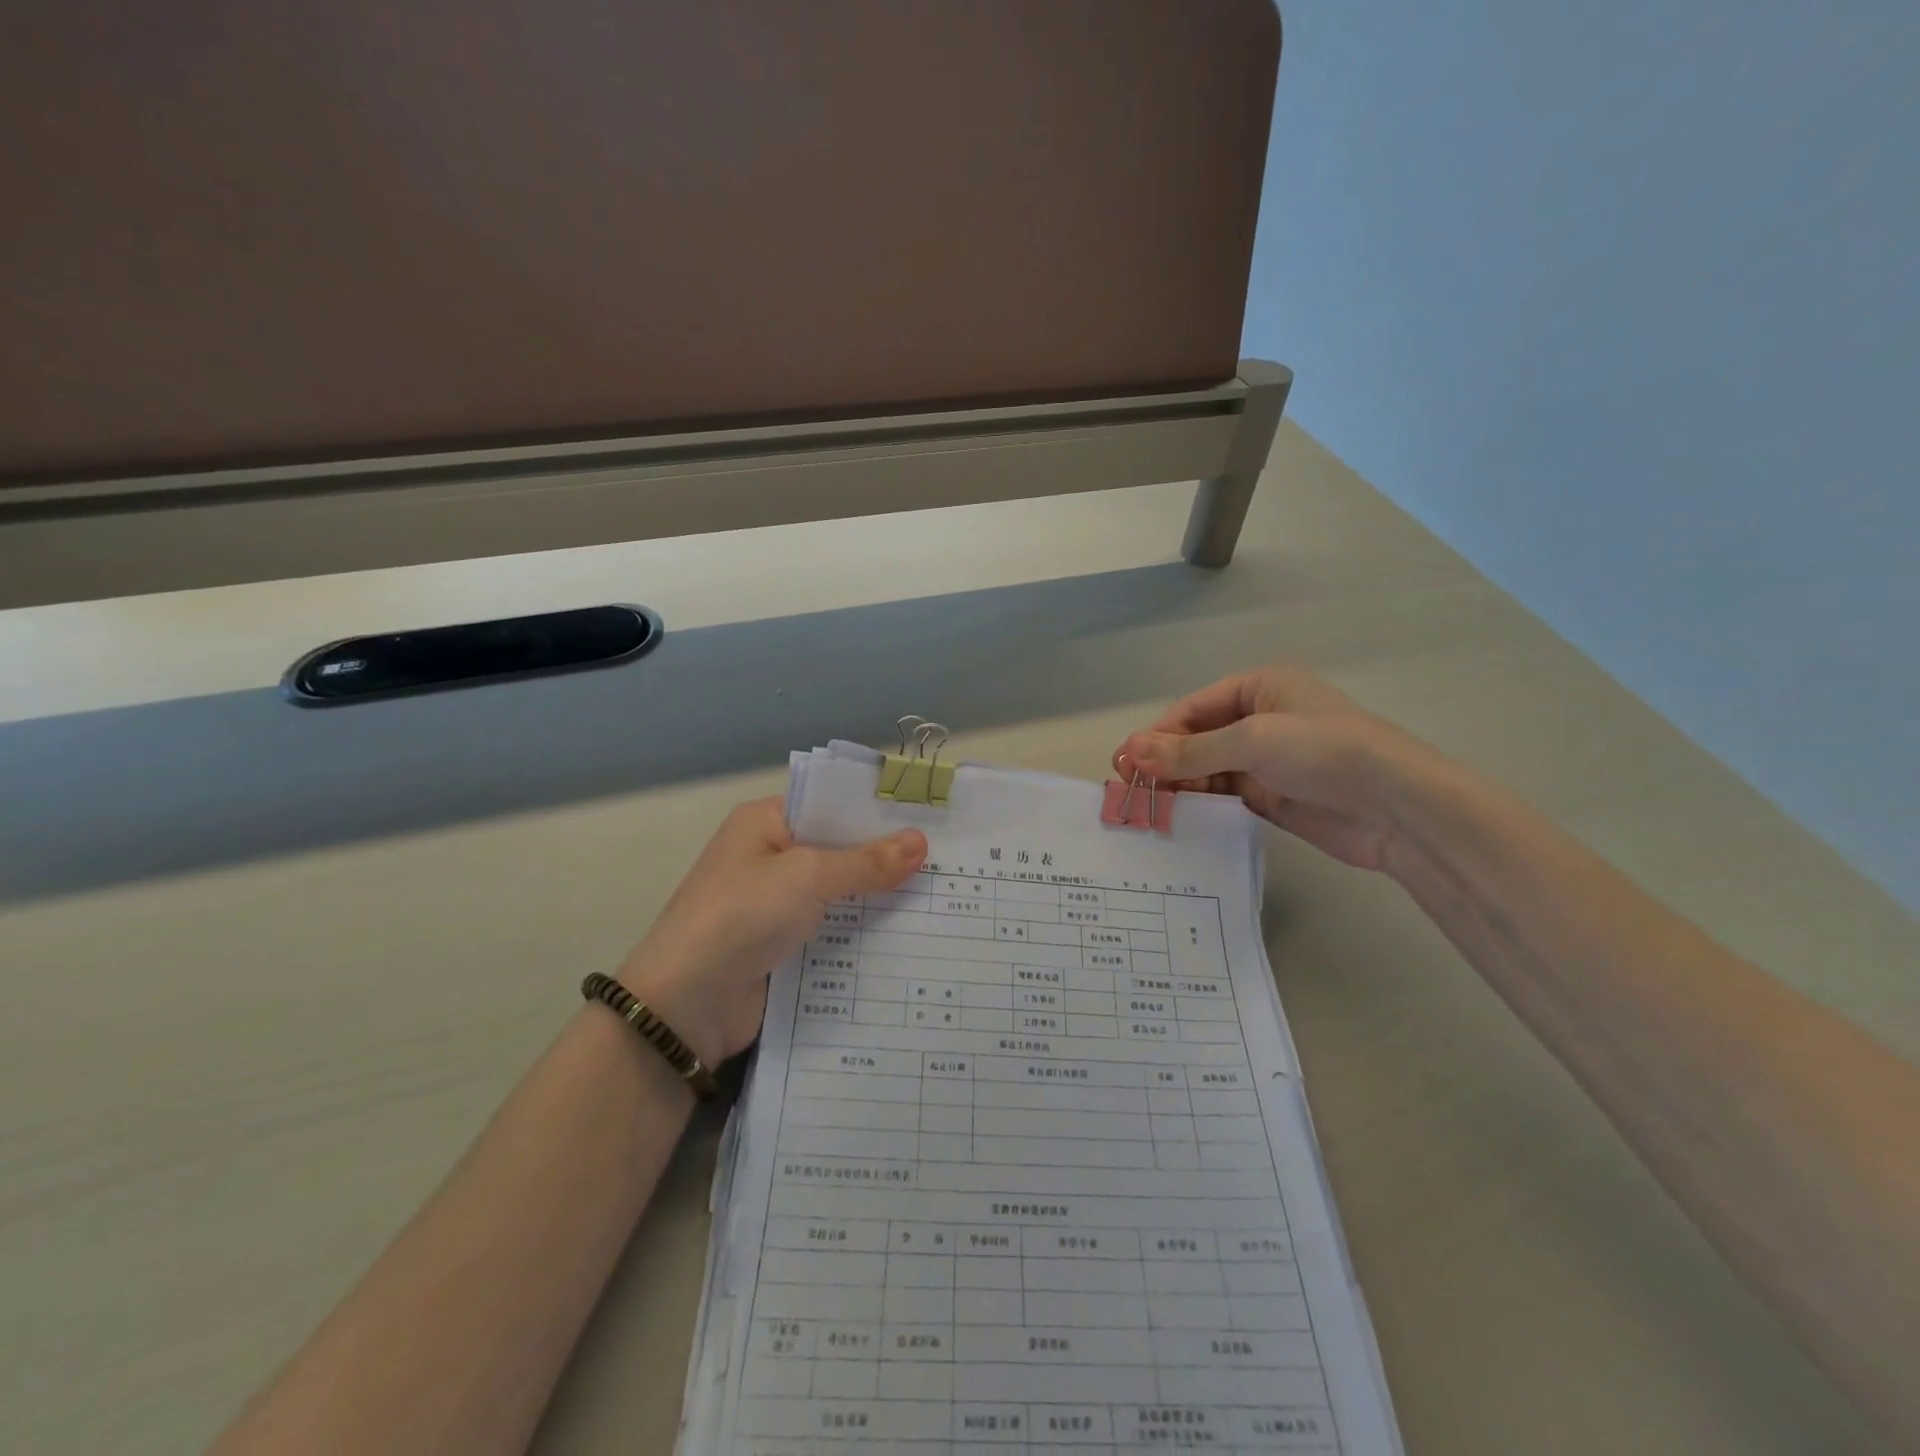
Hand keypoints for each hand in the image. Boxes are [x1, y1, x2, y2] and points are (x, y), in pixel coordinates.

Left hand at [615, 798, 926, 1064]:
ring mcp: (775, 903)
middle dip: (886, 855)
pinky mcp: (783, 944)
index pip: (830, 803)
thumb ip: (866, 861)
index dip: (877, 809)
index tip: (930, 816)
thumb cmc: (742, 916)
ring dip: (878, 896)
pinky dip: (862, 930)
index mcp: (765, 822)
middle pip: (838, 848)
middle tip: (948, 856)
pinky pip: (832, 928)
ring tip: (941, 893)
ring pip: (839, 891)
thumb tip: (921, 842)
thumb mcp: (807, 877)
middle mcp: (770, 856)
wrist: (685, 1006)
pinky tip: (909, 932)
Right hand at [1113, 665, 1439, 870]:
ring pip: (1206, 769)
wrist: (1396, 808)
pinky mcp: (1271, 796)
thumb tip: (1128, 752)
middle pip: (1196, 739)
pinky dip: (1200, 804)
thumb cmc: (1323, 751)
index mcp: (1258, 688)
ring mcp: (1265, 760)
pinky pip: (1223, 795)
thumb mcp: (1252, 741)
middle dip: (1164, 762)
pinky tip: (1177, 817)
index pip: (1192, 710)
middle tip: (1129, 789)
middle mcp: (1259, 719)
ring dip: (1178, 785)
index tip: (1125, 763)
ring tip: (1147, 807)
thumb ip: (1189, 751)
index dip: (1158, 735)